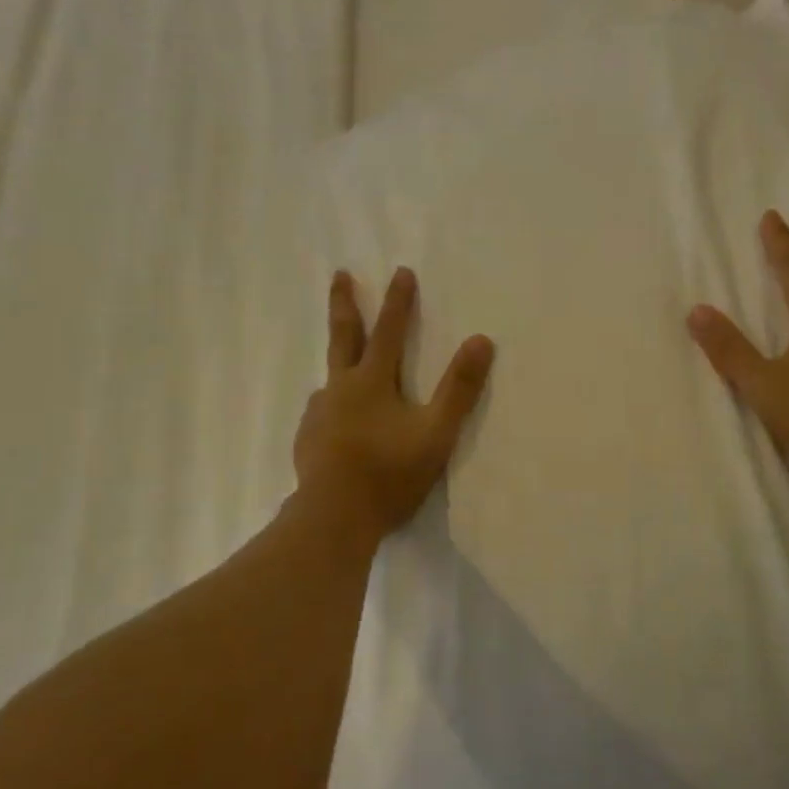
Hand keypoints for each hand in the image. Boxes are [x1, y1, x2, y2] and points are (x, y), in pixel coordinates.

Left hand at [293, 267, 494, 541]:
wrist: (333, 517)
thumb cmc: (389, 473)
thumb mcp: (436, 432)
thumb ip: (459, 389)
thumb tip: (481, 340)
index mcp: (371, 382)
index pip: (389, 331)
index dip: (398, 302)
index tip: (401, 271)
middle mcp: (339, 389)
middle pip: (343, 337)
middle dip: (344, 303)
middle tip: (340, 274)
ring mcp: (318, 415)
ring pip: (329, 378)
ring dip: (339, 361)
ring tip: (344, 365)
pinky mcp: (307, 440)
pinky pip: (322, 411)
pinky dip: (332, 404)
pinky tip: (335, 420)